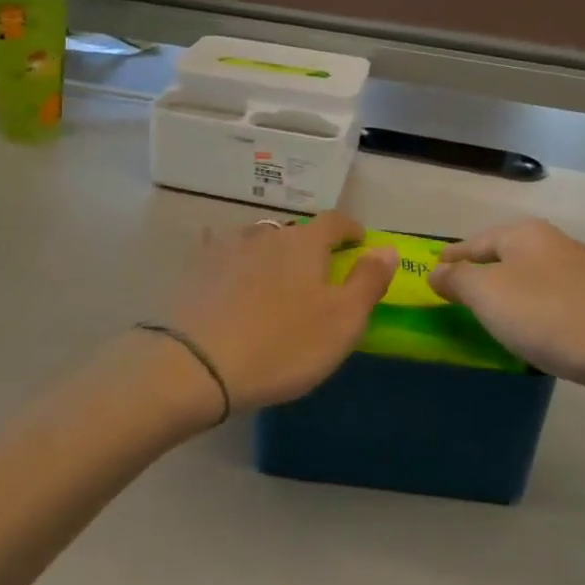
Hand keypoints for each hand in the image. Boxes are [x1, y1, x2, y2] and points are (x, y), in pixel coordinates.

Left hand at [159, 212, 394, 412]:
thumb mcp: (342, 321)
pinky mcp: (197, 267)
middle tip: (317, 270)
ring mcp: (228, 247)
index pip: (334, 221)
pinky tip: (227, 268)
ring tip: (275, 274)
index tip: (359, 240)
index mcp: (306, 243)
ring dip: (271, 250)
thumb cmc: (283, 344)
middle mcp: (267, 234)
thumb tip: (387, 248)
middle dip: (310, 245)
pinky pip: (220, 250)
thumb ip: (368, 282)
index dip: (350, 228)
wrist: (198, 363)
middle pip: (295, 230)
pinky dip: (231, 256)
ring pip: (258, 238)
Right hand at [428, 219, 584, 412]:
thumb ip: (458, 280)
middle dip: (482, 274)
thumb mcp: (488, 295)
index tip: (432, 271)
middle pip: (505, 257)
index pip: (475, 242)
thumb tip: (437, 272)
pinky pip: (555, 304)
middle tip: (458, 297)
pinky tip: (534, 334)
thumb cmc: (549, 316)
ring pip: (532, 280)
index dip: (452, 258)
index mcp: (526, 234)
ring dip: (510, 295)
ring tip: (492, 318)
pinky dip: (536, 313)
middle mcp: (556, 244)